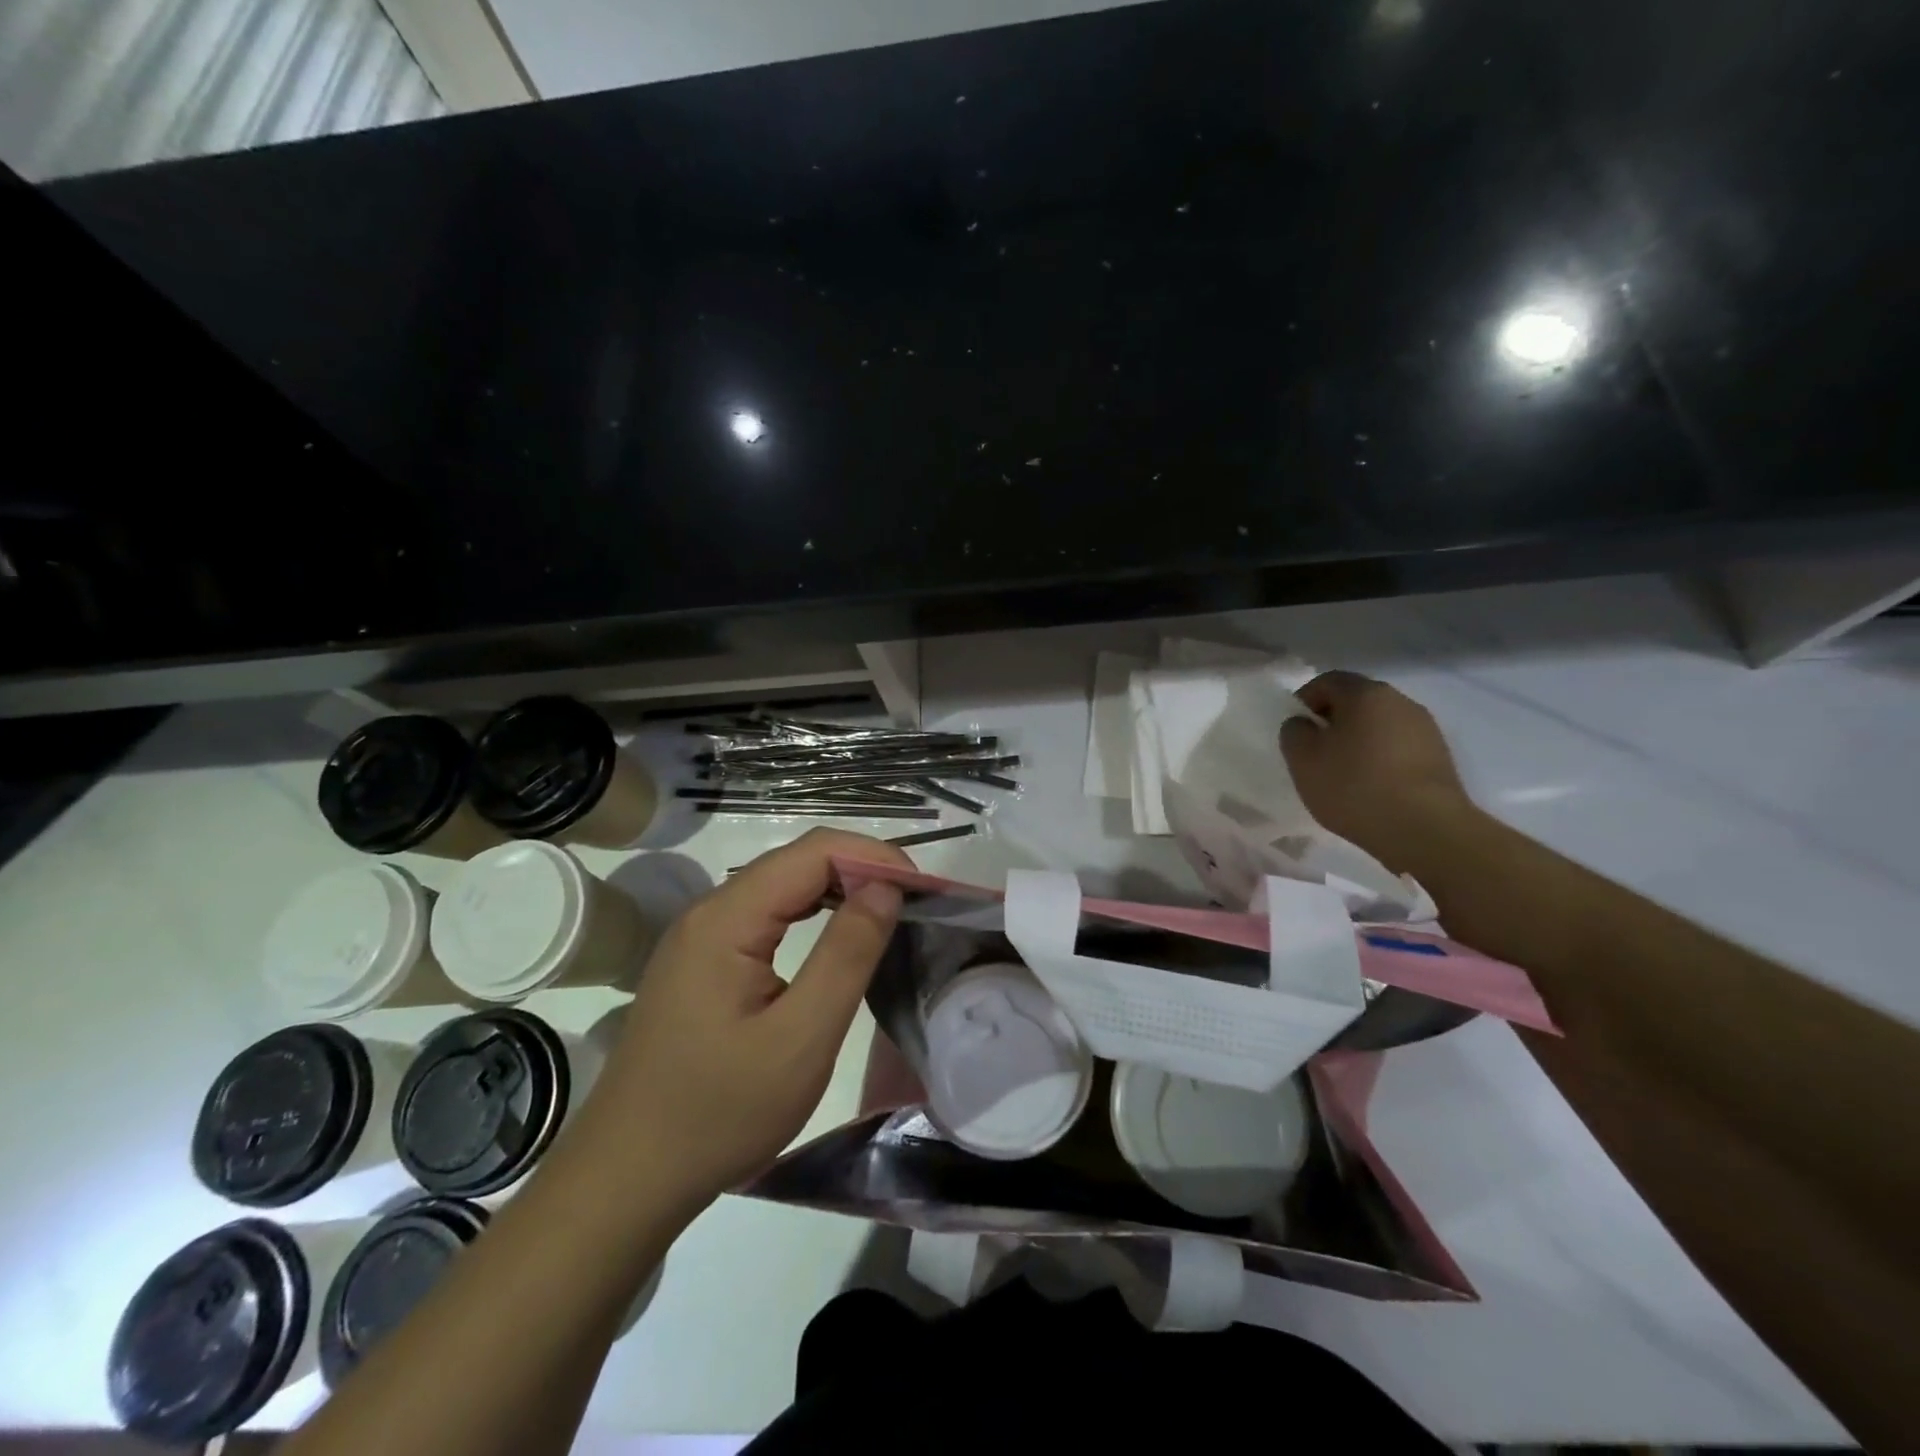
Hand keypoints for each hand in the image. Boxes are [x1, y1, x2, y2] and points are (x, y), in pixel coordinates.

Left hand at [572, 828, 909, 1212]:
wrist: (628, 1176)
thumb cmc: (720, 1113)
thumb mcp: (800, 1039)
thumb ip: (847, 955)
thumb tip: (886, 887)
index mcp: (727, 919)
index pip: (813, 852)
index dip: (875, 857)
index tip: (925, 891)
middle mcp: (710, 911)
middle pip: (797, 861)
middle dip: (862, 868)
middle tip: (916, 904)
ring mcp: (702, 935)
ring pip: (783, 885)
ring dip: (840, 888)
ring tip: (889, 914)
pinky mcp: (704, 960)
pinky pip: (767, 914)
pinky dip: (813, 912)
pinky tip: (838, 936)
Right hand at [1279, 671, 1474, 867]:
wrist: (1424, 829)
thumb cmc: (1354, 786)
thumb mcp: (1302, 759)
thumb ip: (1294, 732)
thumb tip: (1304, 724)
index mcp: (1365, 693)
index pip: (1327, 681)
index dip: (1304, 700)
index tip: (1295, 729)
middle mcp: (1400, 701)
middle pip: (1357, 701)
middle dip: (1333, 720)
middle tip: (1315, 751)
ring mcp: (1426, 729)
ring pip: (1380, 725)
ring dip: (1358, 741)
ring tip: (1343, 773)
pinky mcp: (1440, 758)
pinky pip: (1398, 747)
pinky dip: (1380, 758)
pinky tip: (1371, 787)